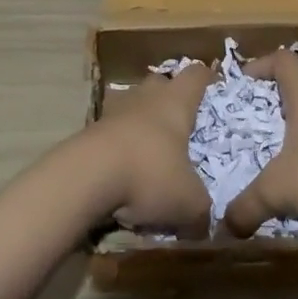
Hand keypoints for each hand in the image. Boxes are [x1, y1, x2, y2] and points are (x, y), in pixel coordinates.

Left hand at [90, 63, 215, 239]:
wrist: (84, 178)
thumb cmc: (149, 174)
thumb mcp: (189, 202)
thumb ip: (202, 209)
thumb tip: (204, 224)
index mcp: (175, 102)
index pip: (196, 74)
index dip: (206, 79)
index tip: (213, 90)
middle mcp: (145, 97)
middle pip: (160, 83)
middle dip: (169, 99)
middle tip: (180, 126)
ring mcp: (113, 111)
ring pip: (132, 105)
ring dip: (140, 121)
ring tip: (150, 150)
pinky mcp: (88, 131)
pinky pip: (110, 131)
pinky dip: (118, 145)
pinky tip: (122, 171)